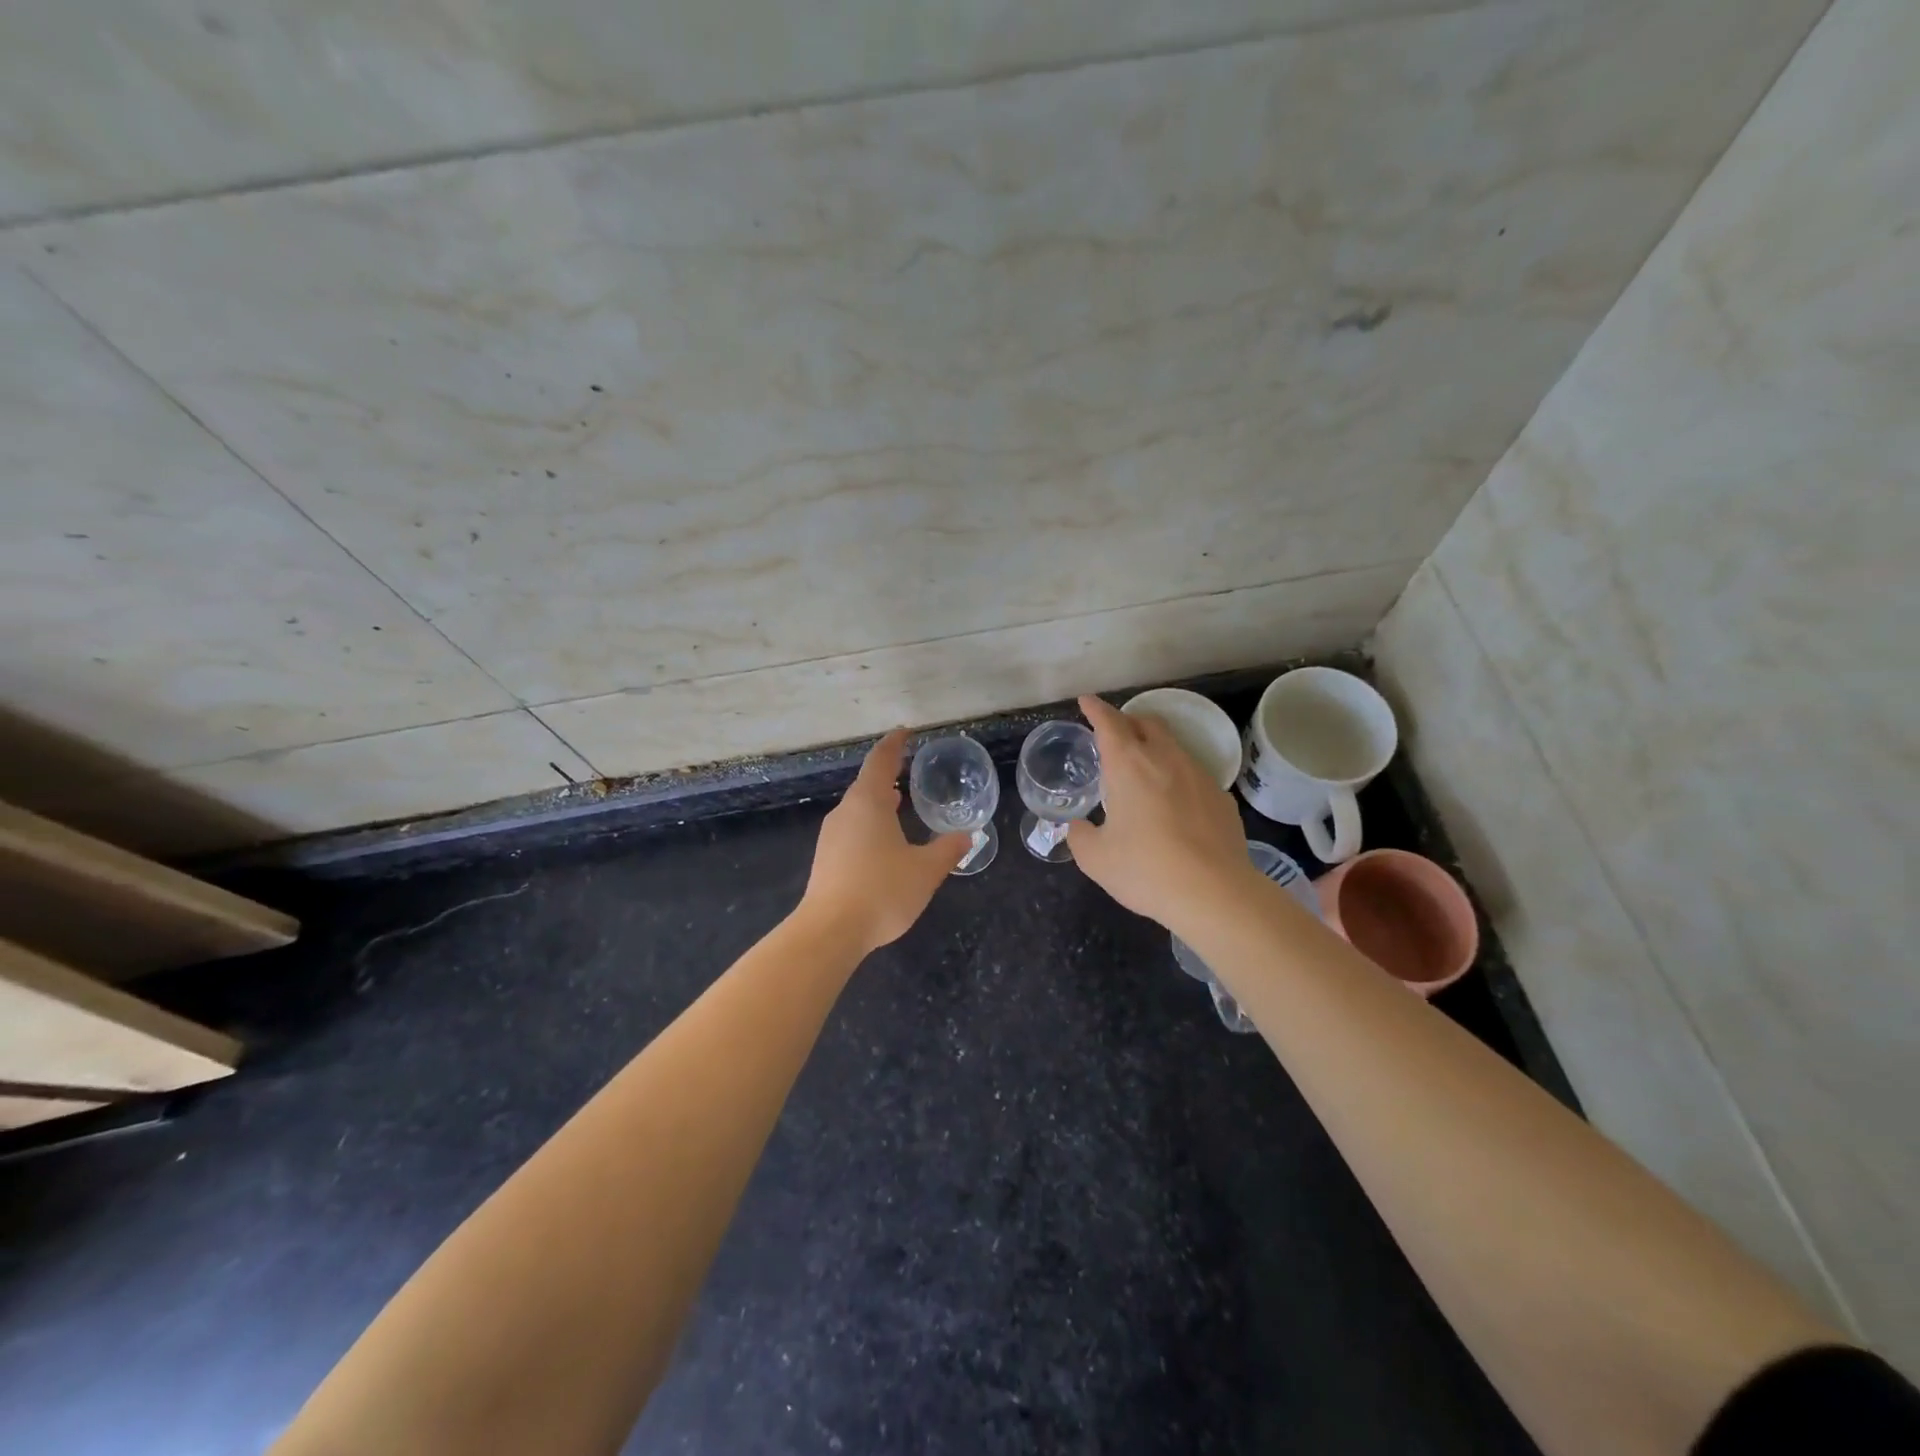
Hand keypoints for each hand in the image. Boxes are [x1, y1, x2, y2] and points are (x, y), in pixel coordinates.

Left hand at [801, 729, 970, 955]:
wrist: (830, 931)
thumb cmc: (882, 891)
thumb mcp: (926, 871)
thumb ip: (948, 850)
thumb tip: (967, 835)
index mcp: (869, 803)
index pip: (881, 761)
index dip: (895, 744)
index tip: (907, 732)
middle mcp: (846, 812)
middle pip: (867, 784)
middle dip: (888, 774)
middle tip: (909, 770)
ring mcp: (831, 835)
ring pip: (858, 808)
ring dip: (878, 801)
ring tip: (900, 802)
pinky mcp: (826, 858)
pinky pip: (852, 828)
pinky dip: (870, 823)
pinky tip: (883, 840)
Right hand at [1068, 695, 1253, 932]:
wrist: (1215, 893)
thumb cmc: (1146, 869)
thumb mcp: (1096, 859)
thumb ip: (1080, 836)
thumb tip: (1078, 828)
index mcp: (1129, 765)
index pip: (1109, 723)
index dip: (1095, 709)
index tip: (1086, 701)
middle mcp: (1165, 759)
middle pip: (1147, 723)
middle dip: (1128, 721)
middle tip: (1114, 735)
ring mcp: (1199, 775)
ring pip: (1173, 746)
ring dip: (1154, 748)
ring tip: (1142, 771)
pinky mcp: (1221, 798)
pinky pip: (1193, 775)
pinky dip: (1176, 777)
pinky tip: (1172, 804)